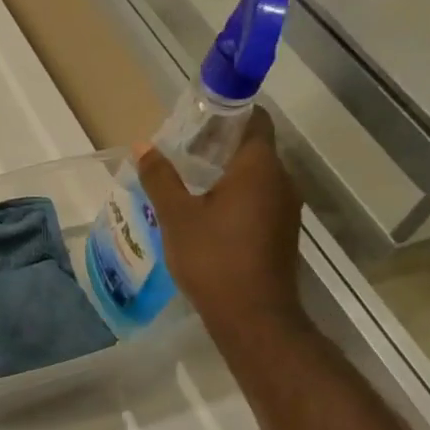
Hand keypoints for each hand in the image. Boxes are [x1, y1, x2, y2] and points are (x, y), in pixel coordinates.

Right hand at [138, 108, 306, 350]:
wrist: (253, 318)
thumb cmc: (213, 258)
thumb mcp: (176, 215)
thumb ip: (160, 177)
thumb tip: (143, 146)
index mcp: (259, 168)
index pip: (254, 120)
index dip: (229, 111)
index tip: (197, 114)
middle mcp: (281, 181)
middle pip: (253, 147)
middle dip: (218, 143)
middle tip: (179, 147)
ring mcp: (285, 209)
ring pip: (255, 176)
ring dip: (224, 171)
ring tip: (185, 178)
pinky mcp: (281, 232)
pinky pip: (258, 199)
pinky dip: (233, 194)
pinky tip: (203, 210)